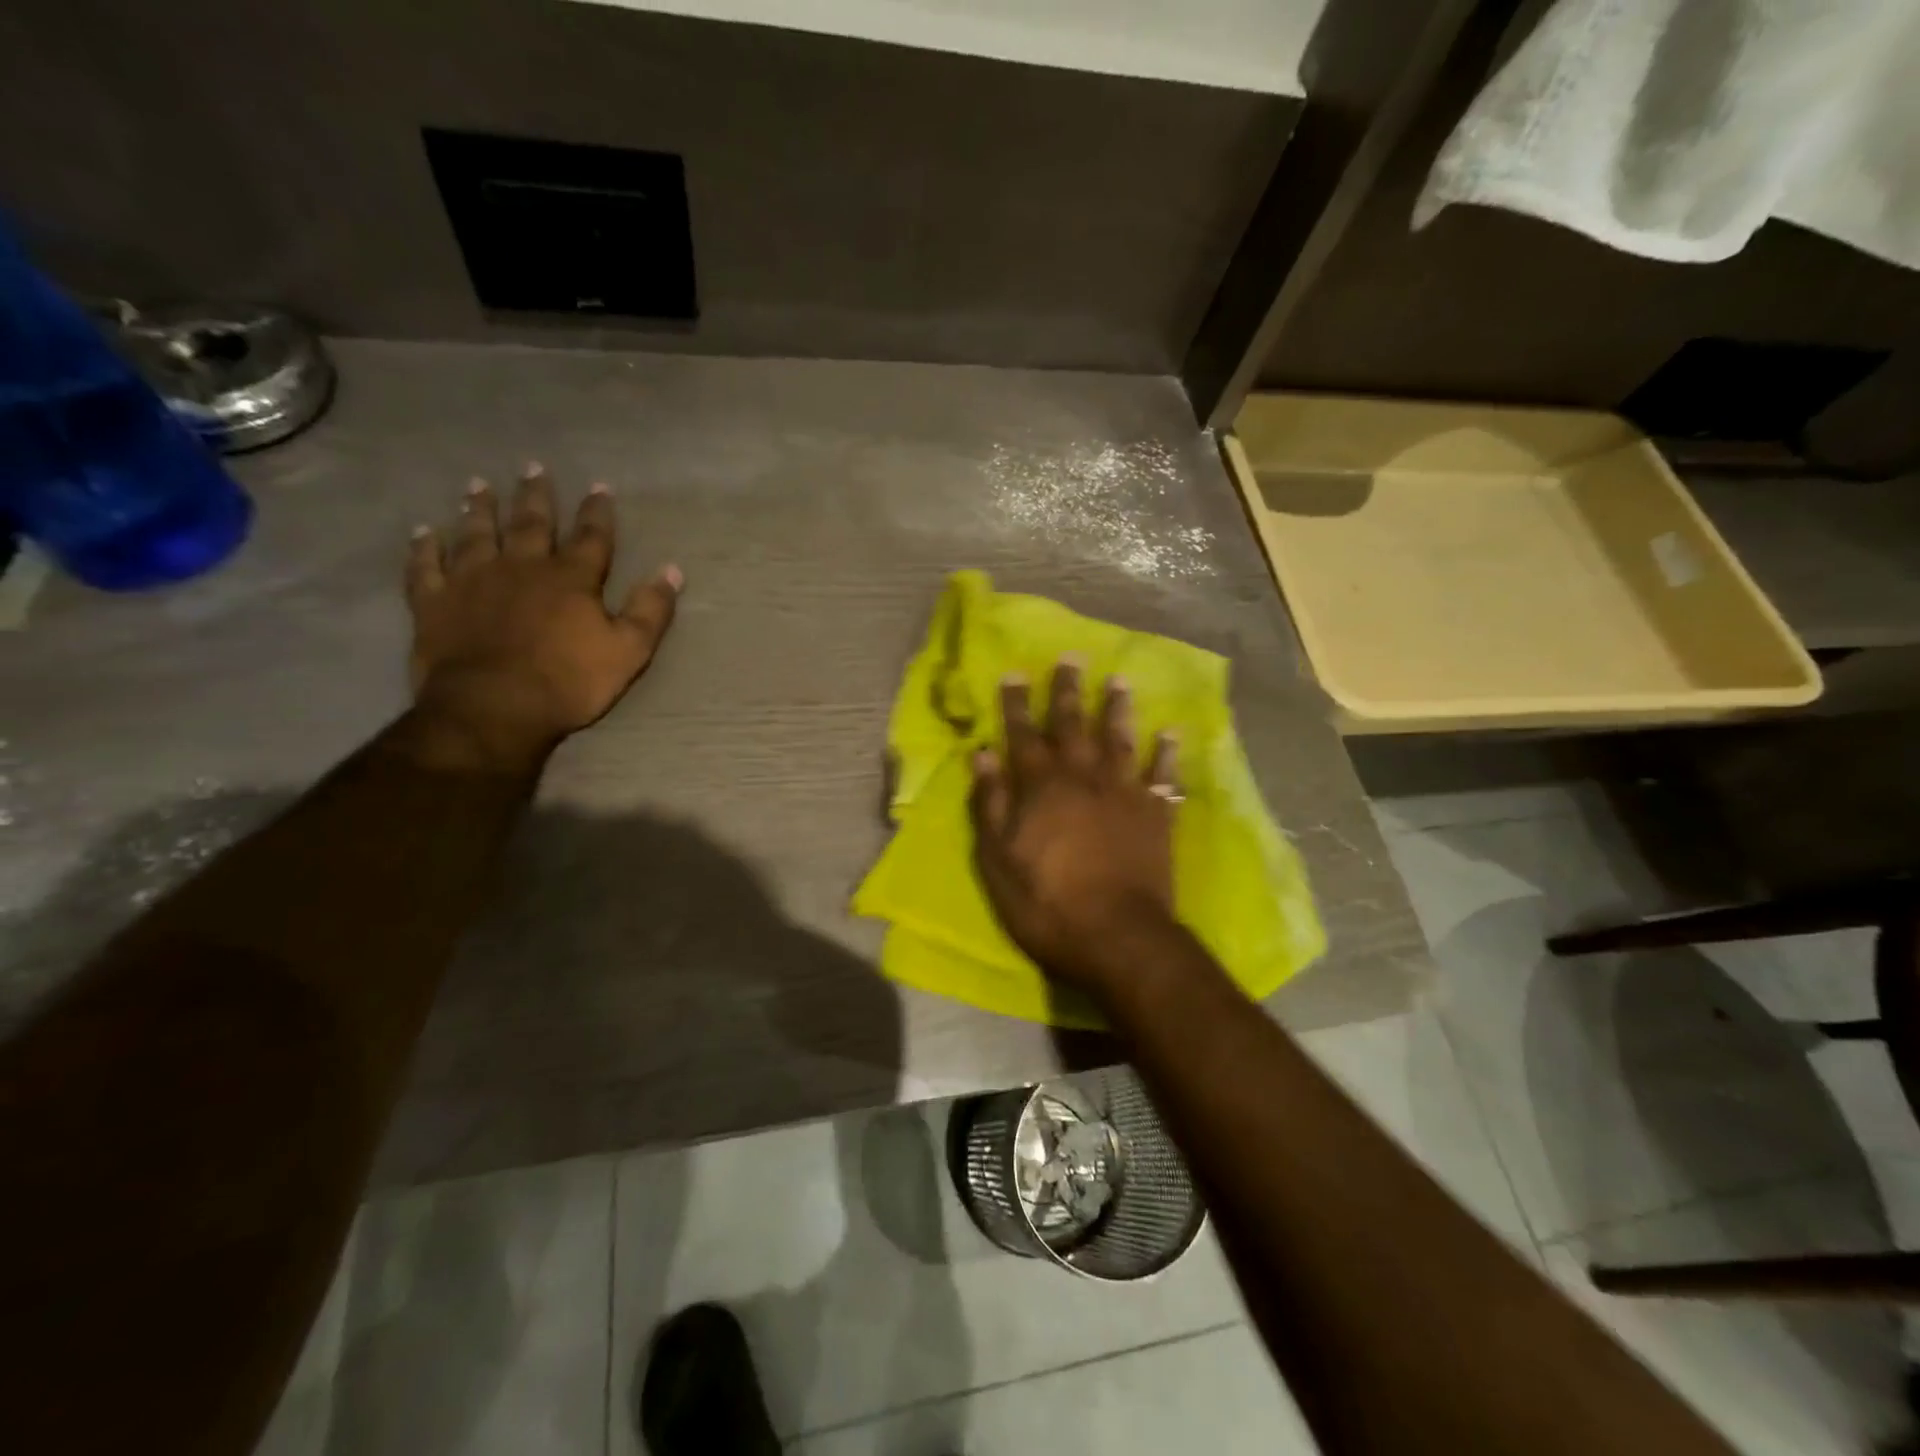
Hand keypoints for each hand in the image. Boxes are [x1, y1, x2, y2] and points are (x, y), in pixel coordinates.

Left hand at [403, 464, 681, 768]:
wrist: (494, 708)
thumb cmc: (569, 681)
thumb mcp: (629, 651)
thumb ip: (651, 610)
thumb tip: (672, 571)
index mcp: (570, 579)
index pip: (591, 537)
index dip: (597, 512)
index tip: (599, 486)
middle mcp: (521, 567)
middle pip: (530, 524)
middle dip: (536, 496)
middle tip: (533, 467)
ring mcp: (472, 581)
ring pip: (476, 534)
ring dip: (479, 509)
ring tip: (478, 485)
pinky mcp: (434, 602)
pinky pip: (425, 567)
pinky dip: (424, 547)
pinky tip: (424, 532)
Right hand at [970, 659, 1181, 992]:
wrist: (1118, 936)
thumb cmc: (1047, 903)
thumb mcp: (998, 860)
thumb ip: (991, 804)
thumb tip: (983, 755)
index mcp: (1041, 787)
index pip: (1023, 735)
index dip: (1016, 704)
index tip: (1014, 672)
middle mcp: (1083, 778)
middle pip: (1073, 725)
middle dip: (1068, 691)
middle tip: (1072, 657)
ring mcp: (1124, 793)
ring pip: (1119, 739)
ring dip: (1117, 708)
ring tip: (1120, 679)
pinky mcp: (1155, 815)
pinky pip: (1163, 775)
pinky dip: (1166, 753)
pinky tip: (1171, 732)